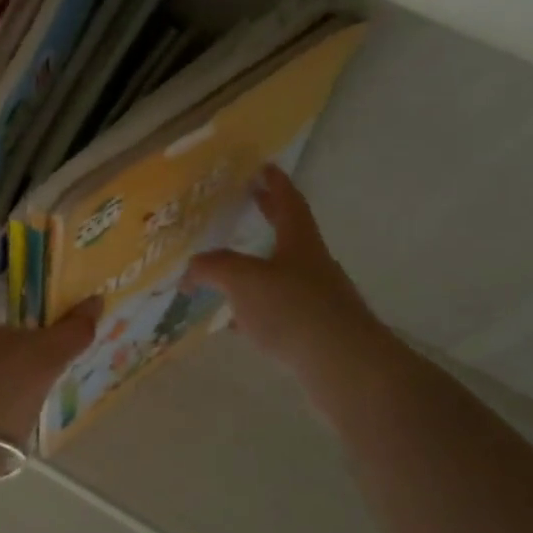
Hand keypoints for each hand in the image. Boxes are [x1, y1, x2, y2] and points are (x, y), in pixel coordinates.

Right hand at [183, 166, 386, 372]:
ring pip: (284, 274)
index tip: (265, 167)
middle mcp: (313, 265)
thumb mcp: (242, 280)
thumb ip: (212, 268)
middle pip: (289, 234)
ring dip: (260, 267)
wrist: (344, 365)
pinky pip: (282, 310)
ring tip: (230, 271)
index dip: (275, 184)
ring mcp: (319, 299)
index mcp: (300, 242)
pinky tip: (239, 324)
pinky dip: (259, 309)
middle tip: (250, 202)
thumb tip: (189, 271)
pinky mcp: (317, 331)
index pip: (289, 202)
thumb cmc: (293, 309)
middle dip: (269, 217)